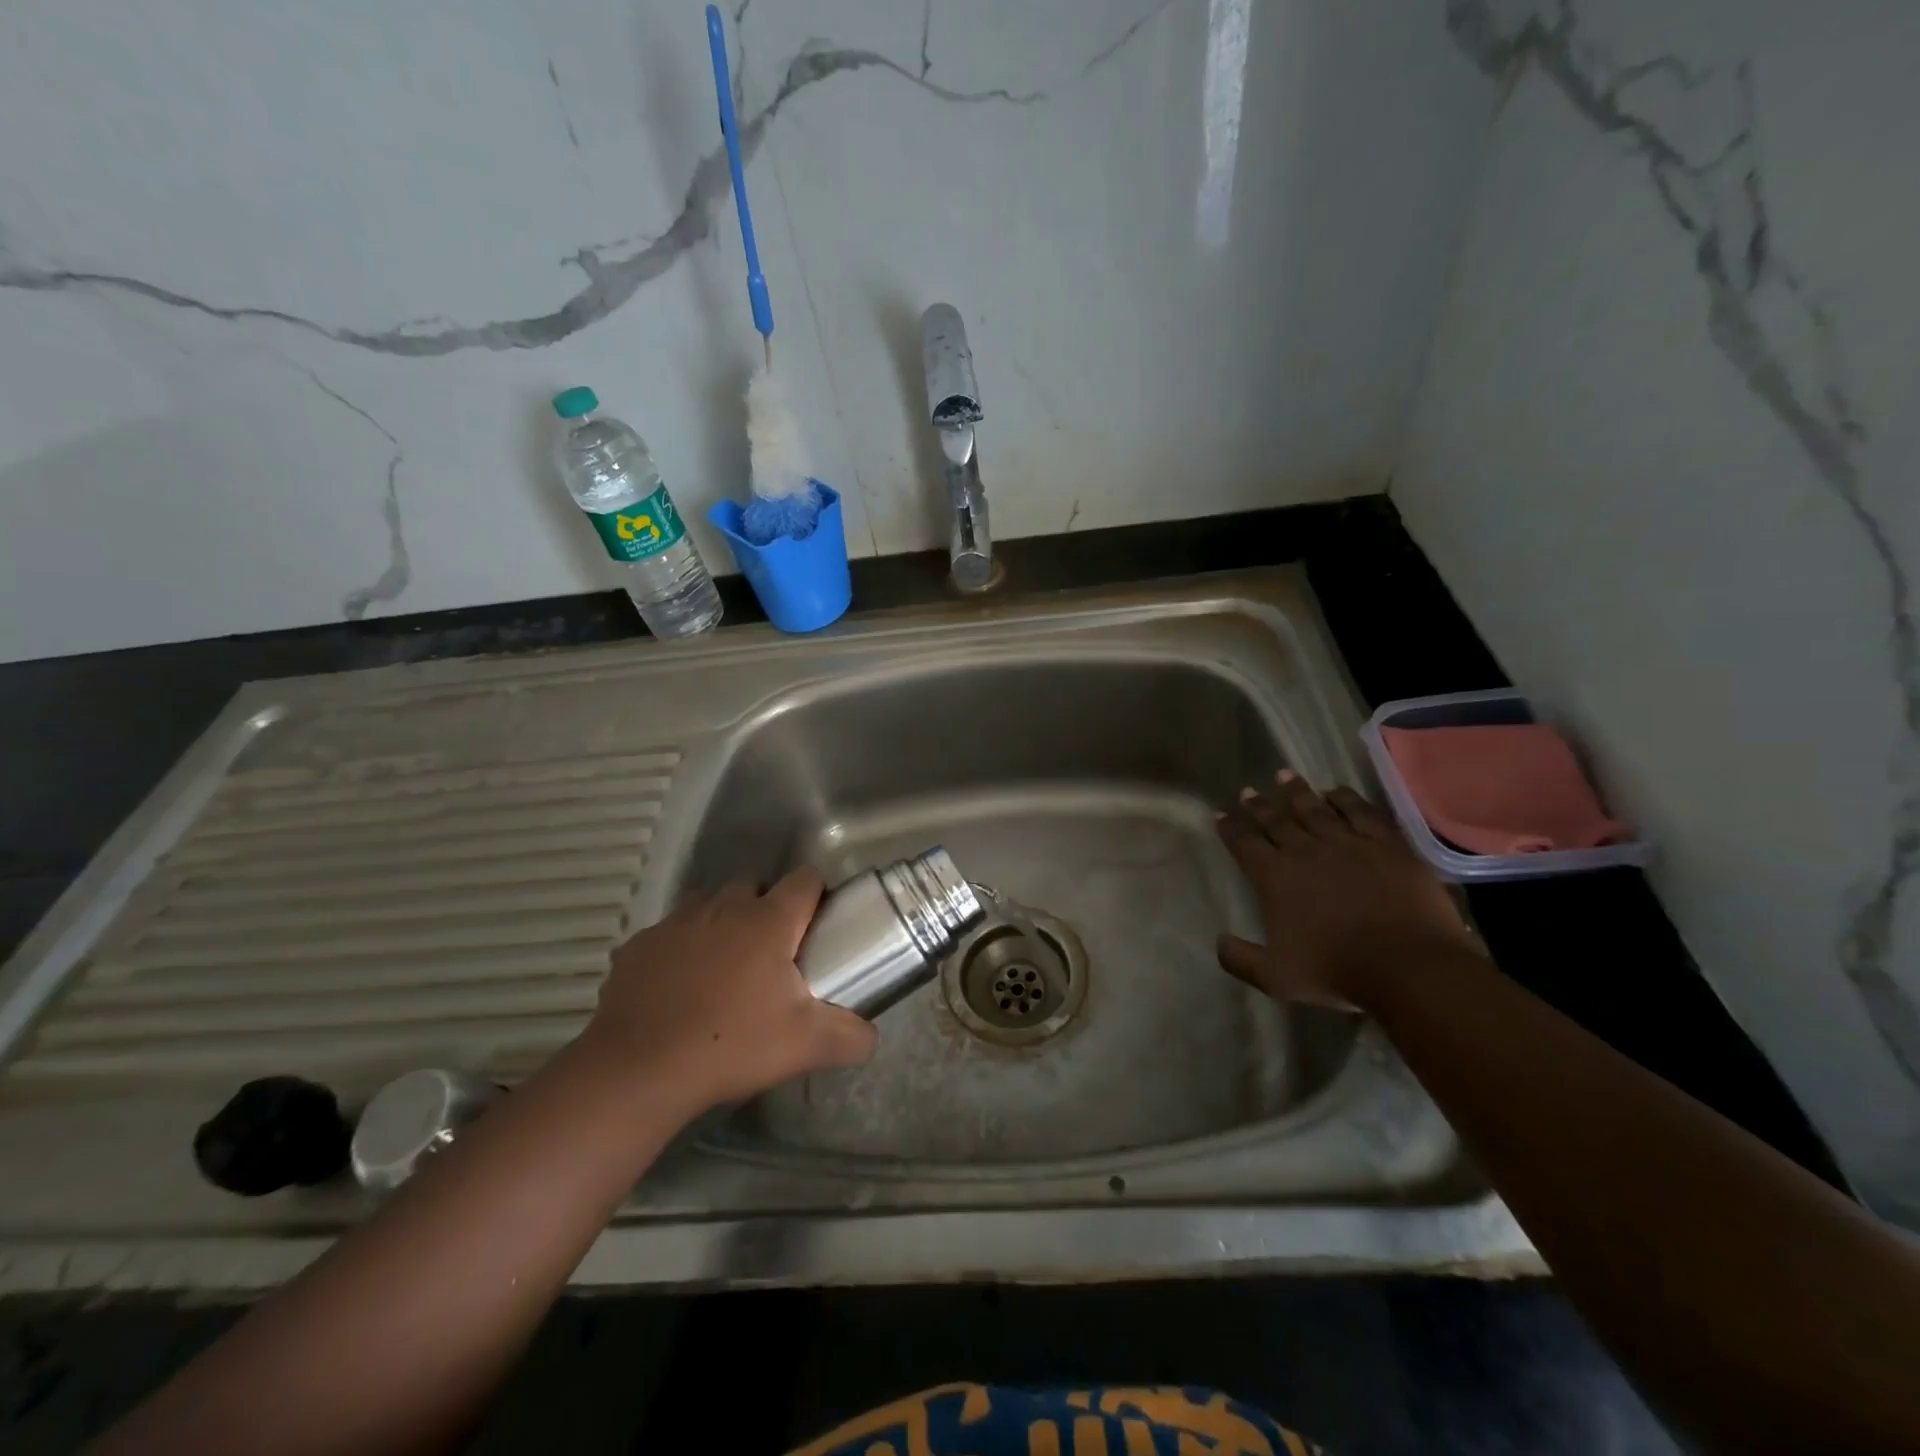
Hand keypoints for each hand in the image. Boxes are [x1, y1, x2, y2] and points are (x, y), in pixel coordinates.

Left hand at [583, 868, 877, 1112]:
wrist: (639, 1070)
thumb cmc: (732, 1045)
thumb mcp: (805, 1046)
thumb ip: (851, 1036)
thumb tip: (871, 1037)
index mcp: (769, 920)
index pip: (805, 879)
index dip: (816, 894)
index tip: (818, 925)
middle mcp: (724, 907)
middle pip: (754, 885)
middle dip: (766, 907)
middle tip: (773, 952)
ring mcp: (676, 922)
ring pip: (708, 903)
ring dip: (722, 922)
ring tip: (725, 967)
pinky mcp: (639, 944)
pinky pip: (669, 933)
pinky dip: (680, 949)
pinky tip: (679, 988)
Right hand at [1215, 770, 1483, 1006]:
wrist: (1408, 966)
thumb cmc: (1336, 971)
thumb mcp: (1275, 978)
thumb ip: (1240, 959)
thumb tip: (1219, 940)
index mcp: (1274, 878)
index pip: (1244, 844)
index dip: (1230, 828)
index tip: (1220, 814)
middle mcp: (1305, 851)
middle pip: (1276, 820)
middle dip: (1259, 805)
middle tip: (1248, 791)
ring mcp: (1347, 843)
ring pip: (1315, 809)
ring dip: (1297, 792)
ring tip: (1285, 776)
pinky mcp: (1386, 844)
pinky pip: (1361, 812)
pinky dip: (1346, 798)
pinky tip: (1336, 791)